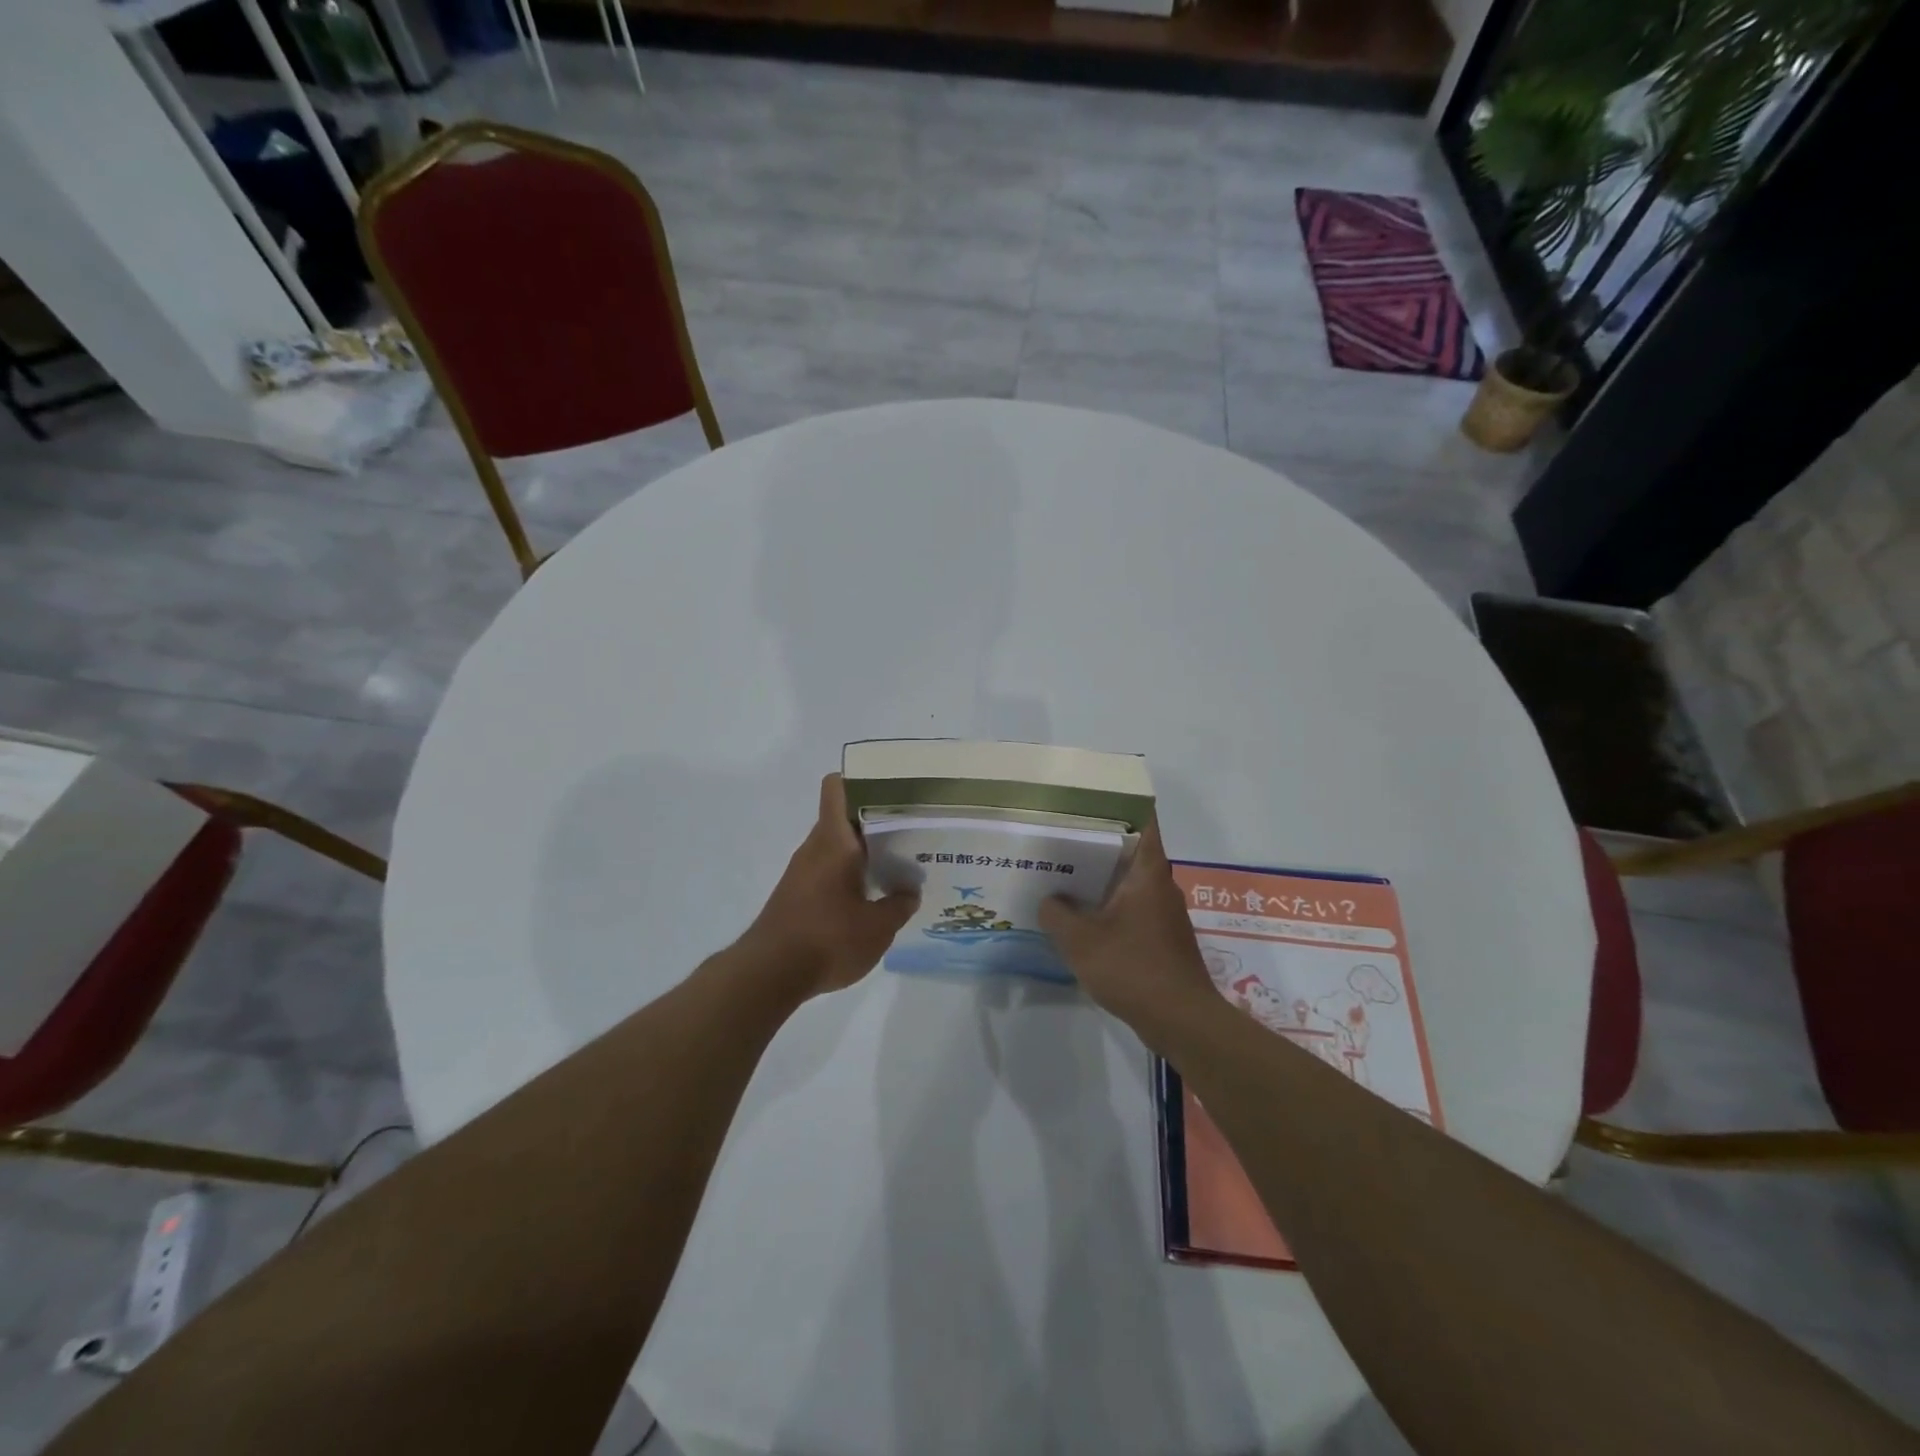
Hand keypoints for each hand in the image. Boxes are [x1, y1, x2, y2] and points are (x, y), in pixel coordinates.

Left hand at [740, 774, 918, 999]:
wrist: (769, 975)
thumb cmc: (827, 939)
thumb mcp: (878, 928)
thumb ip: (899, 906)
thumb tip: (909, 891)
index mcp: (834, 841)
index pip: (837, 787)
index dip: (862, 779)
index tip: (892, 788)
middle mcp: (815, 847)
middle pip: (844, 817)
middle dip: (876, 820)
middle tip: (911, 830)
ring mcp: (803, 871)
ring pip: (837, 845)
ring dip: (864, 851)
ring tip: (899, 864)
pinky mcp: (797, 894)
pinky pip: (829, 870)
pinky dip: (850, 874)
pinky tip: (873, 896)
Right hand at [1039, 822, 1216, 1041]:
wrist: (1181, 1020)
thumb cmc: (1133, 968)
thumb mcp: (1080, 940)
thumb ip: (1057, 914)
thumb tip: (1049, 900)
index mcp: (1148, 873)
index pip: (1144, 823)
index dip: (1121, 806)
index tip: (1090, 801)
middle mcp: (1161, 886)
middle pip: (1132, 851)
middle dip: (1099, 844)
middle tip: (1061, 838)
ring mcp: (1164, 914)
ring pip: (1130, 883)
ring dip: (1102, 879)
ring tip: (1064, 876)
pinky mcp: (1162, 939)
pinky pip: (1132, 909)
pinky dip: (1110, 907)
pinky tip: (1082, 919)